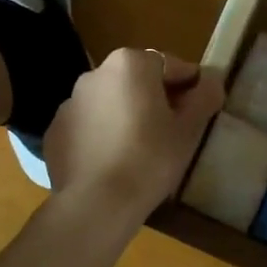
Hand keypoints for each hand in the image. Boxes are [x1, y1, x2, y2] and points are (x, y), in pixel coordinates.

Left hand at [44, 48, 225, 214]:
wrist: (96, 203)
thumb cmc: (150, 159)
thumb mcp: (188, 130)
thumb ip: (204, 97)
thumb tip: (212, 80)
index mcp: (130, 64)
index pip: (171, 66)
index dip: (189, 86)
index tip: (198, 110)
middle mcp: (95, 73)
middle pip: (136, 80)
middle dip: (154, 99)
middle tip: (171, 131)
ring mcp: (69, 102)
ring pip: (109, 102)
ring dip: (124, 115)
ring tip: (138, 150)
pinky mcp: (54, 130)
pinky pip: (87, 126)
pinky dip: (100, 135)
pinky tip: (111, 161)